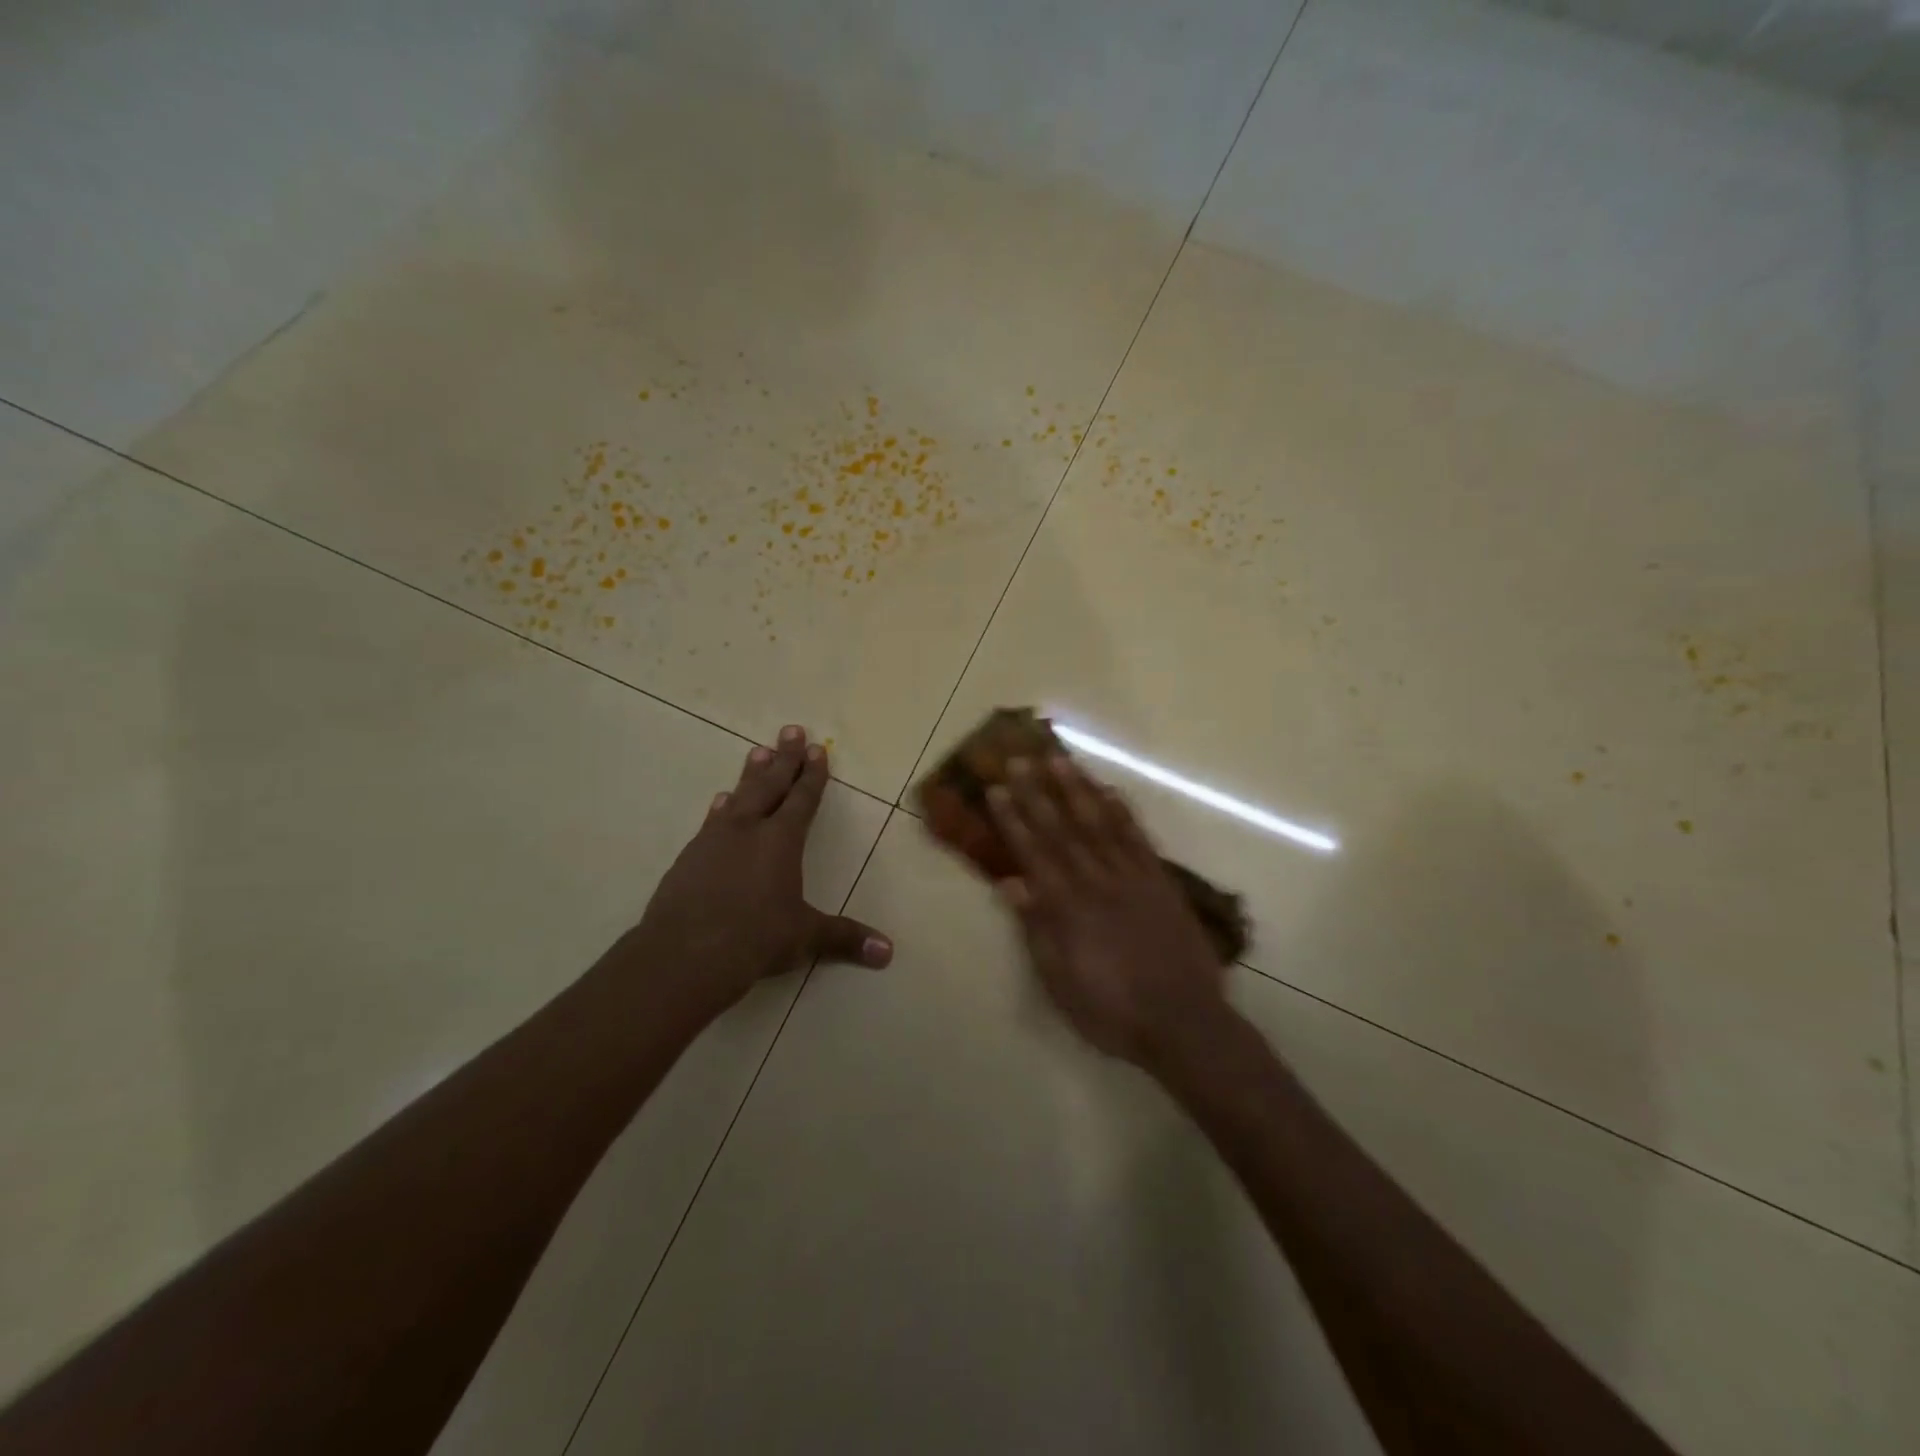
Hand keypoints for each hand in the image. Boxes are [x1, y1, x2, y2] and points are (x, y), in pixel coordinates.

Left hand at [624, 725, 891, 1019]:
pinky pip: (711, 822)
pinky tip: (719, 802)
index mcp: (781, 840)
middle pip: (770, 785)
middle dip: (784, 758)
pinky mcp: (689, 858)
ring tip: (757, 751)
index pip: (802, 799)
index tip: (817, 748)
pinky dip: (720, 808)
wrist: (684, 954)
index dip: (812, 774)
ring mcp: (714, 841)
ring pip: (738, 796)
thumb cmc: (755, 939)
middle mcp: (748, 830)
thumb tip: (888, 952)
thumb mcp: (805, 937)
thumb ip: (845, 938)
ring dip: (751, 774)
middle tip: (791, 730)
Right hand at [989, 755, 1228, 1068]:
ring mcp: (1132, 877)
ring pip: (1099, 823)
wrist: (1184, 1022)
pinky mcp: (1160, 881)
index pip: (1033, 852)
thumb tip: (1010, 882)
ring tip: (1060, 759)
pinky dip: (1122, 812)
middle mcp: (1097, 881)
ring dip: (1077, 789)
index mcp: (1067, 907)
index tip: (997, 788)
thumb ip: (1036, 928)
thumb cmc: (1111, 1010)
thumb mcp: (1060, 980)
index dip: (1013, 818)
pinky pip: (1138, 837)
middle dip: (1038, 792)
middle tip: (1020, 757)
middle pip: (1062, 828)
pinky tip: (1110, 791)